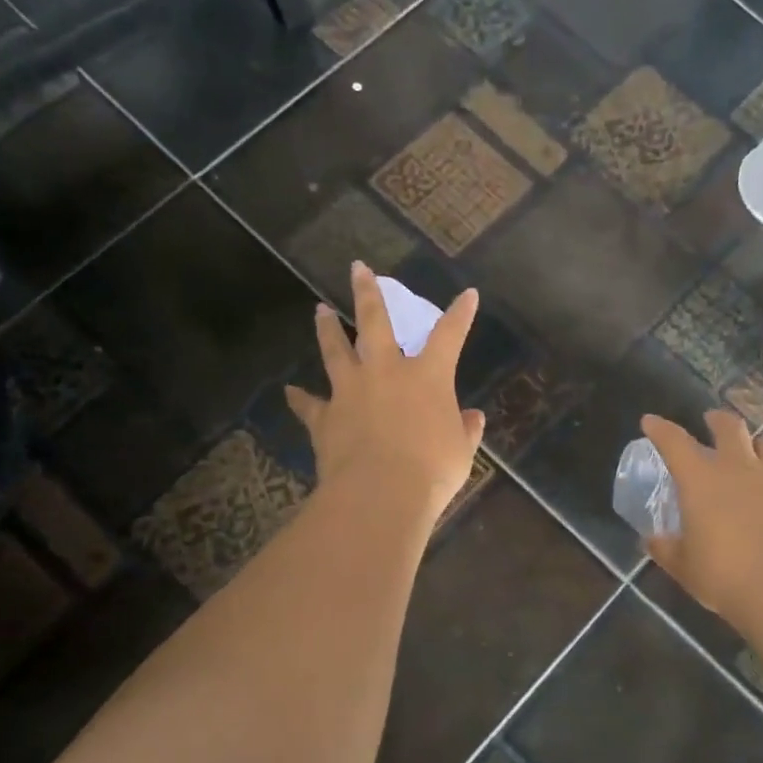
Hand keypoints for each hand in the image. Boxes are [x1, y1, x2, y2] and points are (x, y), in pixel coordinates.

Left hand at [285, 262, 485, 519]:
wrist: (380, 494)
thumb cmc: (431, 470)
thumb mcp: (461, 451)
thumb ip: (466, 429)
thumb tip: (472, 417)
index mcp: (428, 377)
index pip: (449, 335)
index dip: (460, 314)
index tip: (468, 295)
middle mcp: (386, 372)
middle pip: (374, 321)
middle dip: (368, 292)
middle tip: (358, 269)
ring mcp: (350, 391)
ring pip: (335, 350)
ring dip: (327, 329)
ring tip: (319, 310)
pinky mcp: (325, 417)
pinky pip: (308, 405)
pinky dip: (299, 398)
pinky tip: (290, 391)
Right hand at [642, 411, 762, 629]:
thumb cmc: (725, 577)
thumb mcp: (685, 568)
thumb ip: (668, 549)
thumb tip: (653, 541)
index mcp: (702, 481)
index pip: (674, 442)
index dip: (660, 429)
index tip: (651, 422)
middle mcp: (741, 469)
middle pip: (730, 427)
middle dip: (718, 420)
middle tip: (713, 421)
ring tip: (760, 456)